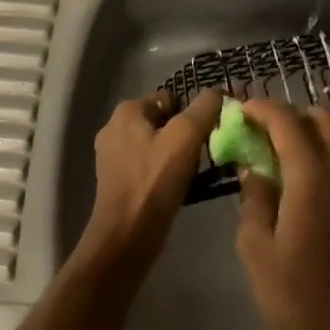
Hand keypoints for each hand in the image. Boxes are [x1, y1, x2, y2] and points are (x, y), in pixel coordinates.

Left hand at [77, 89, 220, 275]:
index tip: (208, 135)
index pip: (170, 98)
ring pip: (156, 144)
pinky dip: (162, 172)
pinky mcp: (115, 180)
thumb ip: (203, 109)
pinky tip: (176, 188)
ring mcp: (112, 155)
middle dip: (184, 135)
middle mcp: (114, 127)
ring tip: (192, 174)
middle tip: (202, 155)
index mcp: (127, 111)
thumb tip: (217, 91)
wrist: (125, 237)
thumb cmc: (154, 182)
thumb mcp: (185, 137)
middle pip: (163, 121)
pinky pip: (147, 165)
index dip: (192, 113)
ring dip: (175, 155)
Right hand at [235, 100, 329, 329]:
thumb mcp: (255, 247)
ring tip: (285, 152)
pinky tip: (307, 178)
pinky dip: (329, 151)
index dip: (262, 108)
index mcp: (312, 178)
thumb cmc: (294, 297)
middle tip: (265, 132)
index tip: (242, 111)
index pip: (287, 121)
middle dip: (292, 115)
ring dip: (314, 131)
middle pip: (323, 118)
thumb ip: (254, 197)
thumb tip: (254, 168)